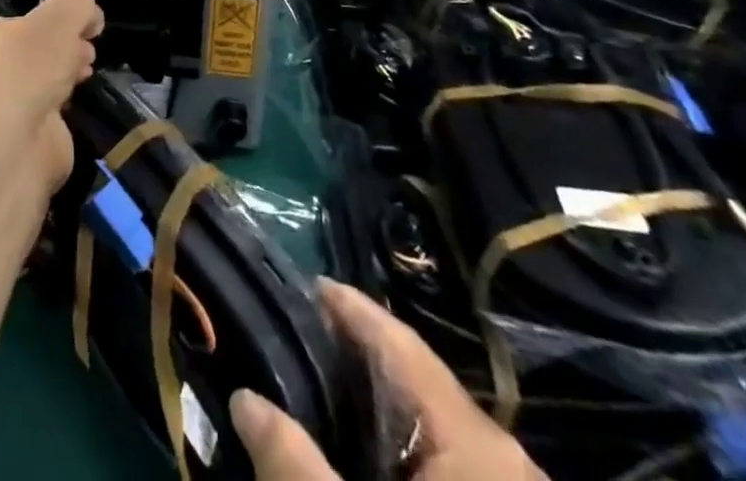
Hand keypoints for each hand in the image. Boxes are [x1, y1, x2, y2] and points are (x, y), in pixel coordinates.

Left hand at [0, 0, 104, 191]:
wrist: (8, 147)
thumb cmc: (25, 68)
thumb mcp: (59, 16)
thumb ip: (77, 5)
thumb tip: (91, 18)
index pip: (19, 24)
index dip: (52, 23)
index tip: (80, 28)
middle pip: (34, 55)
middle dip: (64, 50)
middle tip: (87, 52)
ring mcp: (3, 113)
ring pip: (42, 87)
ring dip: (67, 79)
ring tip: (86, 75)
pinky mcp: (23, 145)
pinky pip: (51, 121)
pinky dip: (67, 115)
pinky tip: (77, 109)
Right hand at [229, 280, 544, 480]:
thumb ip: (294, 469)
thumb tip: (244, 400)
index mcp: (476, 447)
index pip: (401, 345)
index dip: (350, 309)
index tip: (303, 283)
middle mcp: (500, 461)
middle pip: (415, 382)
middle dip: (355, 358)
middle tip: (296, 338)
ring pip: (430, 429)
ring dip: (374, 409)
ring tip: (317, 390)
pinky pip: (444, 467)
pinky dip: (398, 453)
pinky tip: (359, 461)